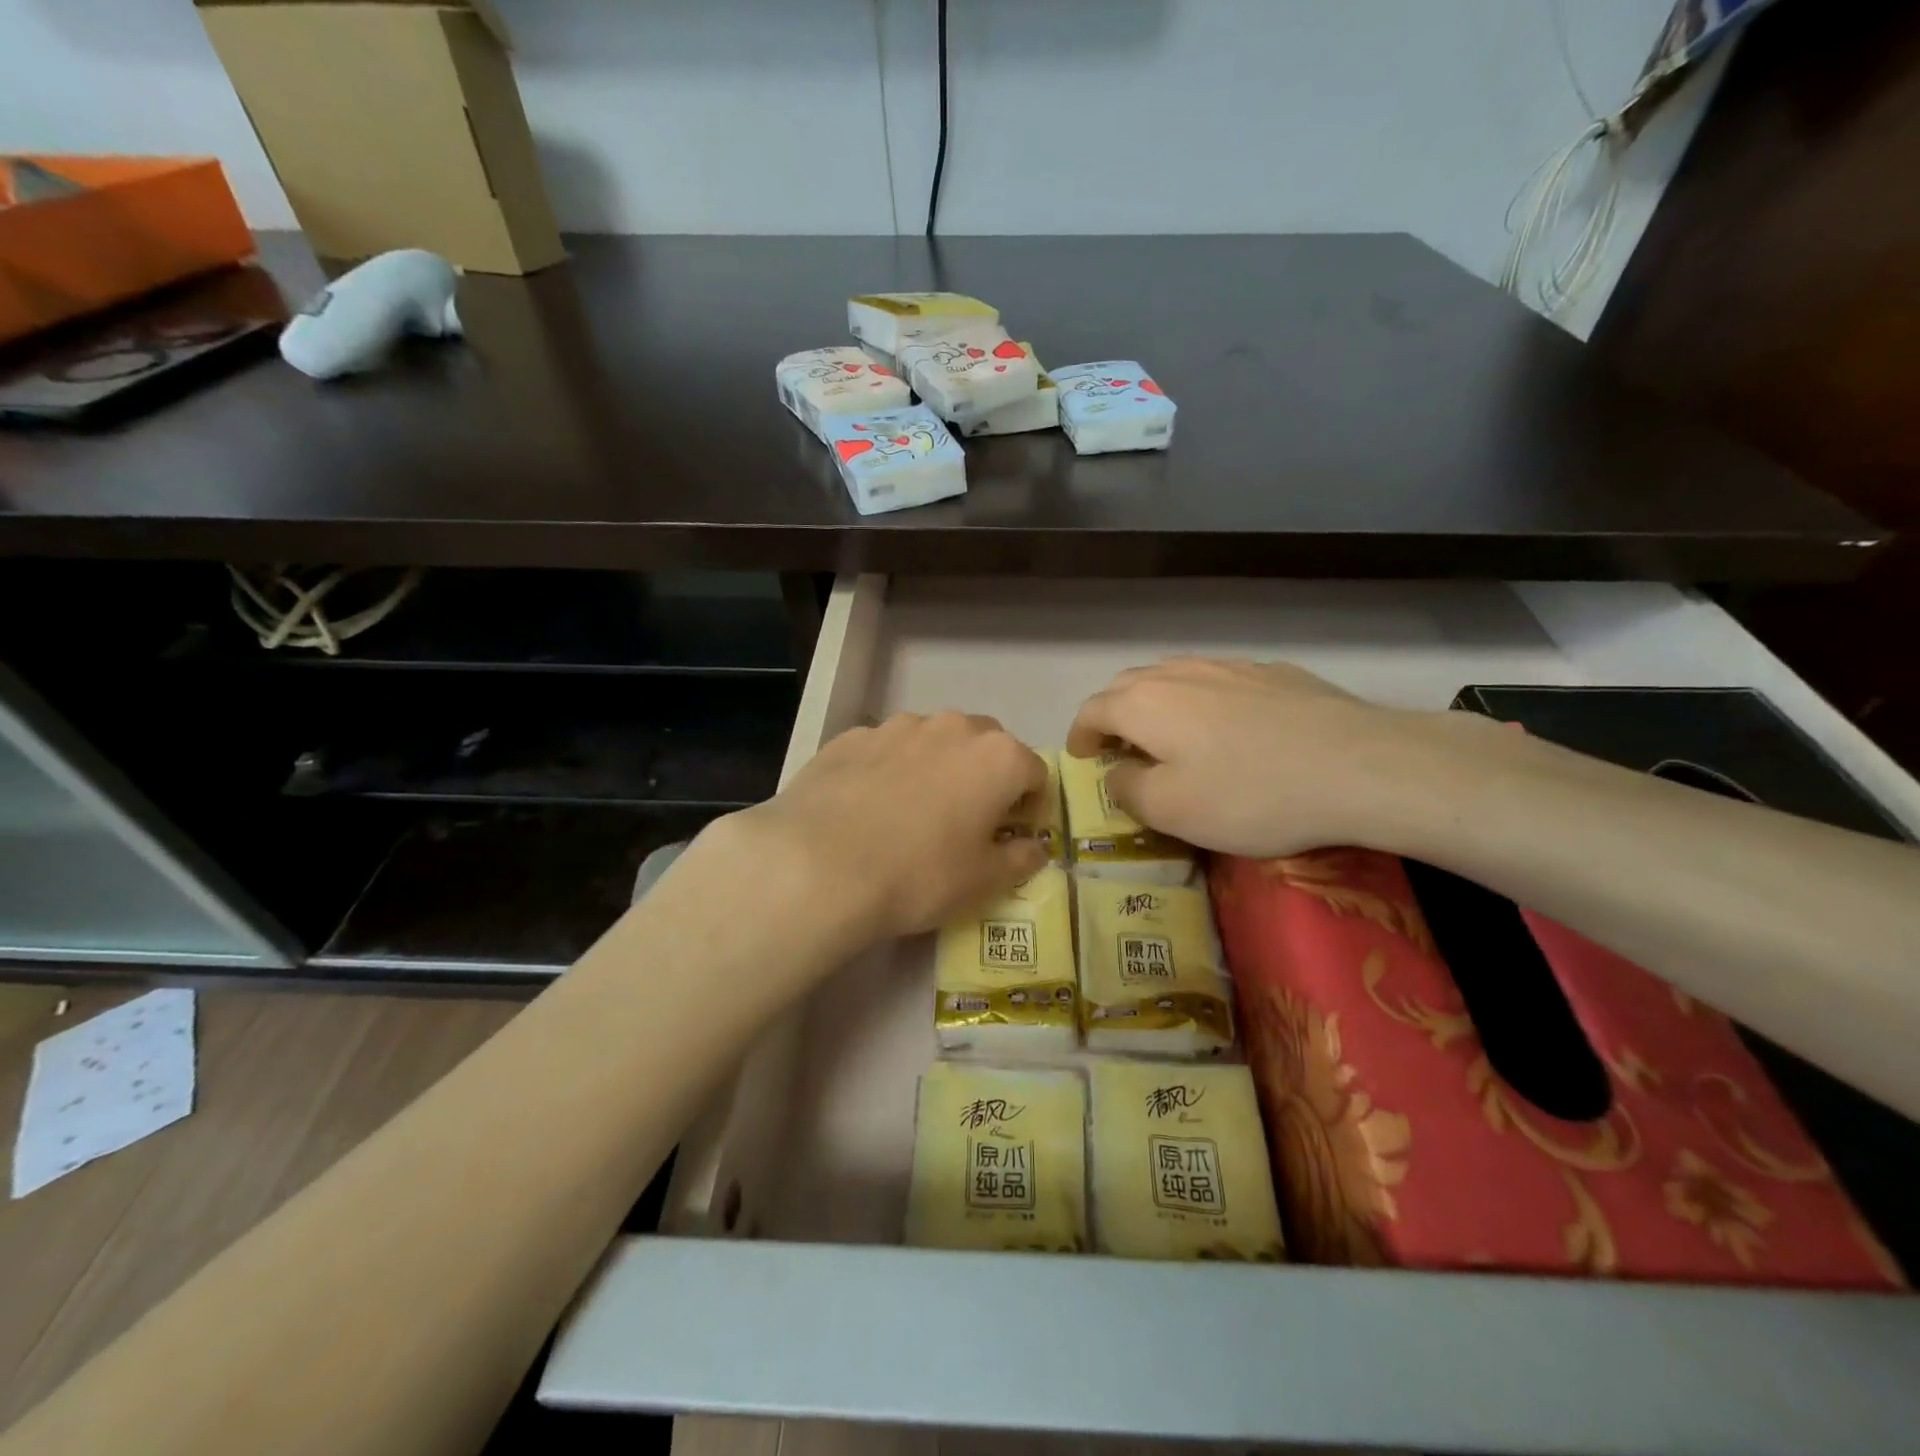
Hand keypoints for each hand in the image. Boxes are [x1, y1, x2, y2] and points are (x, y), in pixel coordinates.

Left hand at [718, 710, 1048, 954]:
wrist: (818, 865)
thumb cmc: (919, 875)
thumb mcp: (984, 882)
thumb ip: (1020, 859)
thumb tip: (1033, 847)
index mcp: (997, 757)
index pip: (1035, 772)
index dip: (1030, 806)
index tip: (1012, 835)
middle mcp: (952, 727)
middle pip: (986, 745)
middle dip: (986, 776)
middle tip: (966, 820)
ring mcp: (897, 726)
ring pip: (933, 741)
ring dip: (937, 767)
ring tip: (911, 813)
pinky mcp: (851, 737)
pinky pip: (886, 750)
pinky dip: (889, 770)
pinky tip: (868, 808)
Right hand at [1066, 657, 1456, 857]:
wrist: (1360, 765)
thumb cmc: (1250, 794)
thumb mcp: (1171, 810)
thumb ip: (1127, 789)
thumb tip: (1117, 772)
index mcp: (1144, 703)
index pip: (1092, 711)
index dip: (1080, 735)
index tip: (1081, 758)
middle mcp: (1179, 673)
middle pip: (1128, 686)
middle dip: (1113, 715)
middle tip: (1119, 749)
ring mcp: (1229, 666)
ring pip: (1174, 677)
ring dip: (1156, 704)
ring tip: (1168, 735)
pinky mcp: (1273, 673)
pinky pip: (1218, 681)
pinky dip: (1202, 701)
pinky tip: (1228, 728)